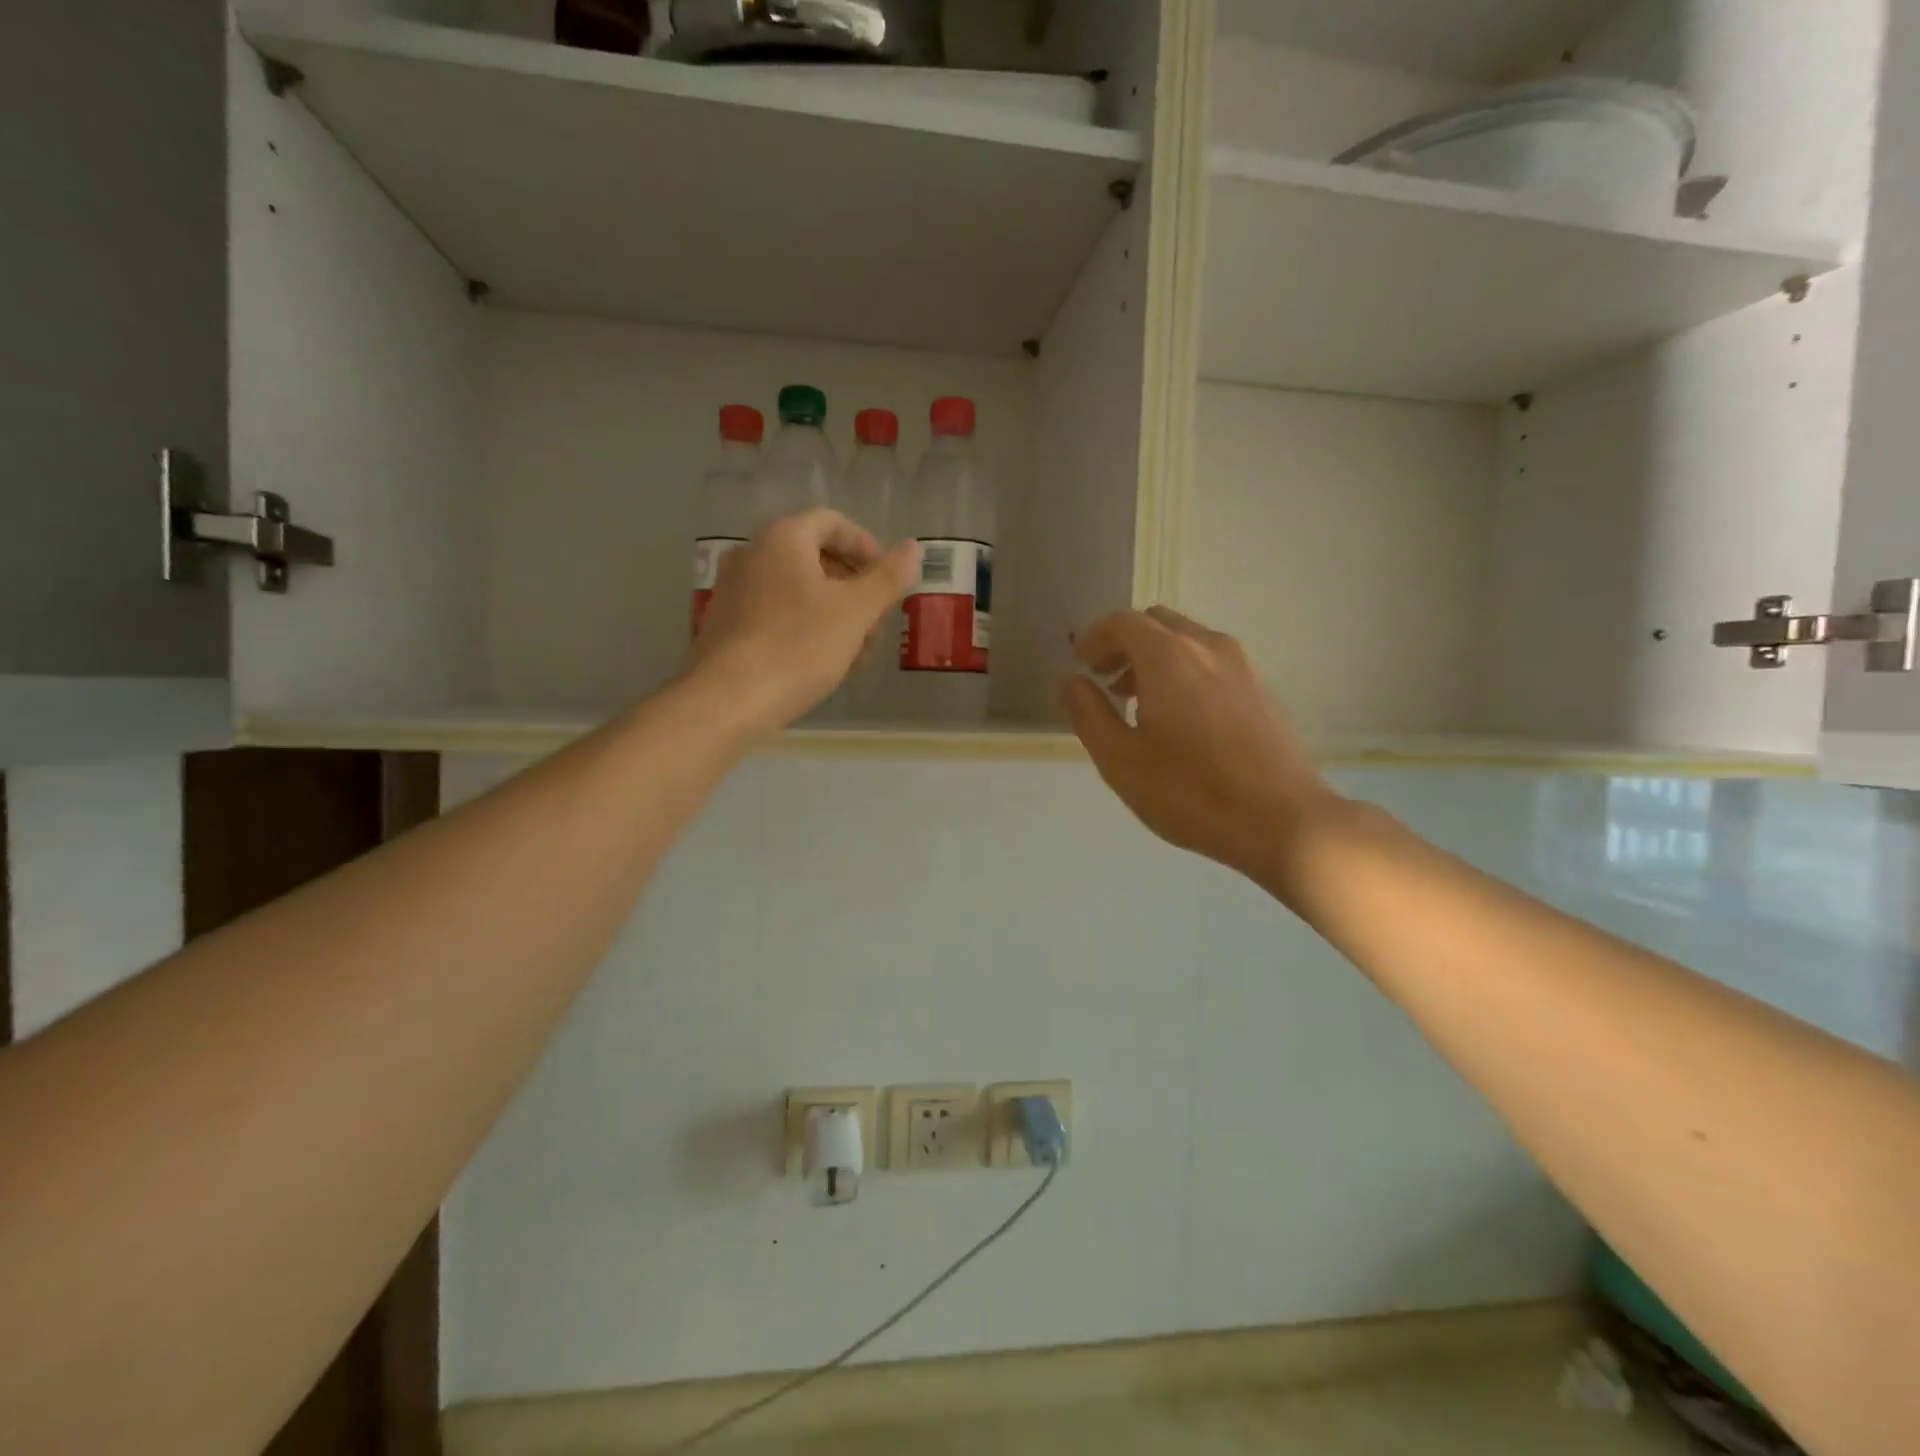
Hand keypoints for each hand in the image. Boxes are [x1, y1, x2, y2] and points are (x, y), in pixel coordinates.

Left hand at [688, 509, 920, 731]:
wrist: (726, 700)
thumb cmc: (797, 647)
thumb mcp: (855, 613)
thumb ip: (887, 577)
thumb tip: (913, 547)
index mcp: (783, 538)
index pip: (832, 522)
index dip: (866, 547)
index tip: (887, 582)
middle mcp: (753, 554)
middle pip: (816, 557)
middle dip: (854, 589)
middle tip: (876, 627)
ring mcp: (735, 589)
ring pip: (799, 590)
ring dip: (835, 615)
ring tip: (856, 656)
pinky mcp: (727, 623)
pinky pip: (777, 613)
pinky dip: (806, 628)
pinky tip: (822, 664)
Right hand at [1062, 607, 1341, 889]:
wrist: (1285, 821)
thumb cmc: (1190, 793)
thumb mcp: (1121, 761)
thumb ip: (1088, 713)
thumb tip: (1070, 680)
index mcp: (1168, 657)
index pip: (1122, 622)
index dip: (1093, 637)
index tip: (1080, 664)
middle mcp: (1208, 647)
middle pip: (1156, 622)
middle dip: (1123, 643)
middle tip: (1105, 681)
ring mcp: (1242, 665)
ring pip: (1187, 640)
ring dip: (1154, 657)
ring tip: (1138, 703)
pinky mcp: (1262, 688)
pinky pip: (1212, 660)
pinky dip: (1184, 670)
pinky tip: (1180, 719)